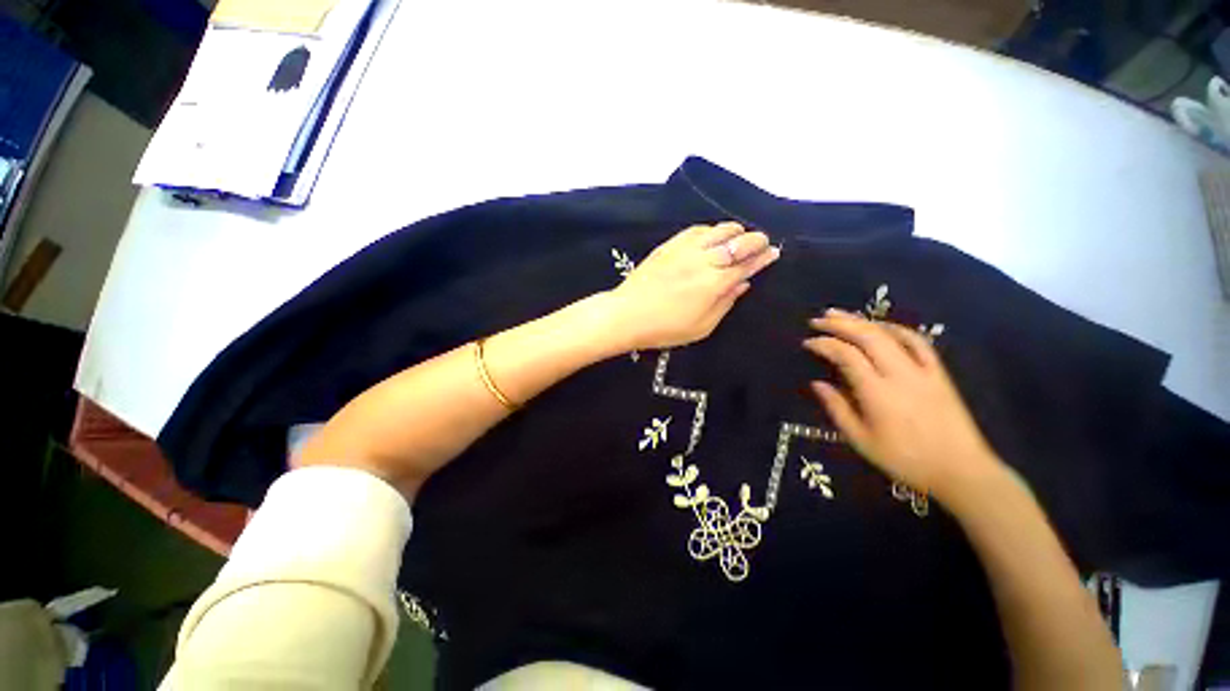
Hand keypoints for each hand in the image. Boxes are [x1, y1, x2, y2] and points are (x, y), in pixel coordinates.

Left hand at [609, 221, 779, 350]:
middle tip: (760, 245)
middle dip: (755, 240)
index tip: (773, 253)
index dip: (762, 257)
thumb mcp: (702, 326)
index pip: (746, 264)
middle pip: (738, 240)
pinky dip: (710, 230)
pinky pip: (696, 229)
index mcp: (714, 283)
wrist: (627, 314)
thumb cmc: (665, 328)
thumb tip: (743, 283)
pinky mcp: (669, 245)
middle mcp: (703, 259)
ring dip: (734, 231)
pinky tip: (711, 237)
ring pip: (718, 229)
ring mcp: (685, 248)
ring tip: (737, 239)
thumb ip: (725, 303)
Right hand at [804, 308, 1004, 503]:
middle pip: (867, 336)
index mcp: (877, 392)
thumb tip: (817, 384)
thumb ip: (837, 409)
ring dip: (863, 321)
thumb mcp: (861, 440)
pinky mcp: (939, 373)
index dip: (824, 344)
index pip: (846, 355)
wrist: (960, 471)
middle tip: (818, 319)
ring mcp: (922, 370)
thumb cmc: (904, 460)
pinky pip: (918, 342)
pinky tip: (881, 326)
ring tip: (841, 314)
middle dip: (839, 324)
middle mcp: (899, 374)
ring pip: (890, 334)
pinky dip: (896, 329)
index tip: (807, 342)